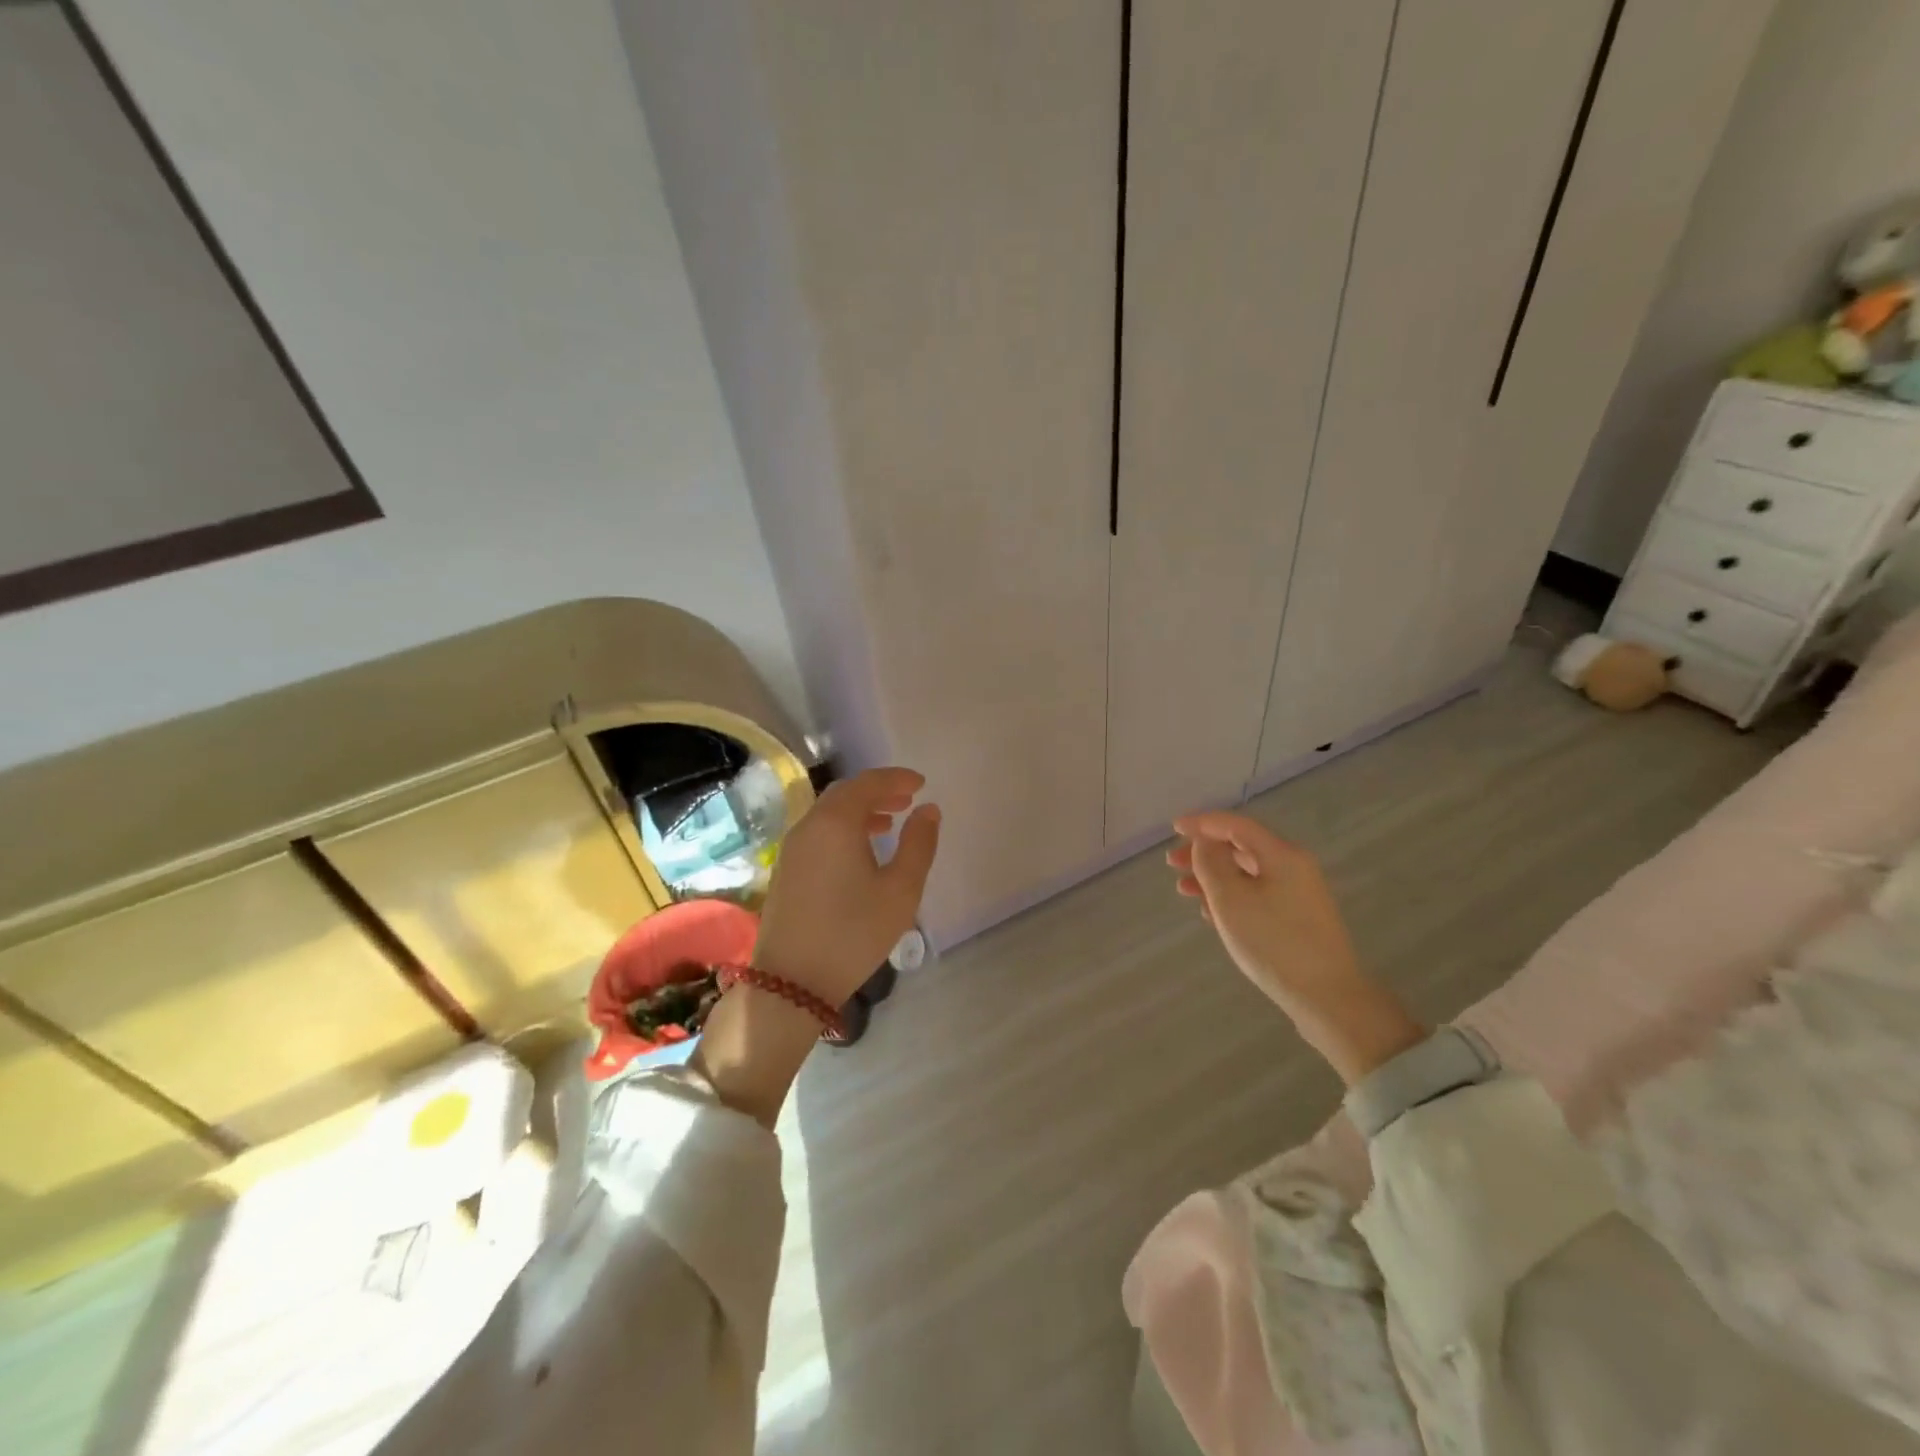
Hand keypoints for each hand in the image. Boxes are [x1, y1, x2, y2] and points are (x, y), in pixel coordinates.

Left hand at [697, 767, 940, 1125]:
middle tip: (907, 800)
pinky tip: (861, 852)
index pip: (868, 783)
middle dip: (878, 792)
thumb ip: (918, 844)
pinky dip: (843, 828)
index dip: (896, 778)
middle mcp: (809, 826)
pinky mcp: (786, 870)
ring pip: (829, 813)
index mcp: (836, 822)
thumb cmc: (854, 932)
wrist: (792, 982)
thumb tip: (928, 810)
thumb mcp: (901, 890)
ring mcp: (793, 848)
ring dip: (860, 811)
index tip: (921, 784)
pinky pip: (818, 832)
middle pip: (845, 794)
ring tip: (889, 824)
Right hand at [1168, 812, 1420, 1084]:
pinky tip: (1210, 914)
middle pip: (1241, 847)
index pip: (1236, 825)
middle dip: (1204, 853)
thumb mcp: (1230, 900)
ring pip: (1247, 874)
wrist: (1327, 998)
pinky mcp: (1298, 919)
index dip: (1202, 823)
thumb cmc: (1273, 943)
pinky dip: (1231, 896)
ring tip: (1185, 891)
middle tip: (1172, 863)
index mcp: (1281, 855)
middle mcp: (1294, 867)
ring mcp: (1299, 894)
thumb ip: (1211, 863)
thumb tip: (1204, 842)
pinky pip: (1257, 894)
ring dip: (1213, 877)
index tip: (1174, 828)